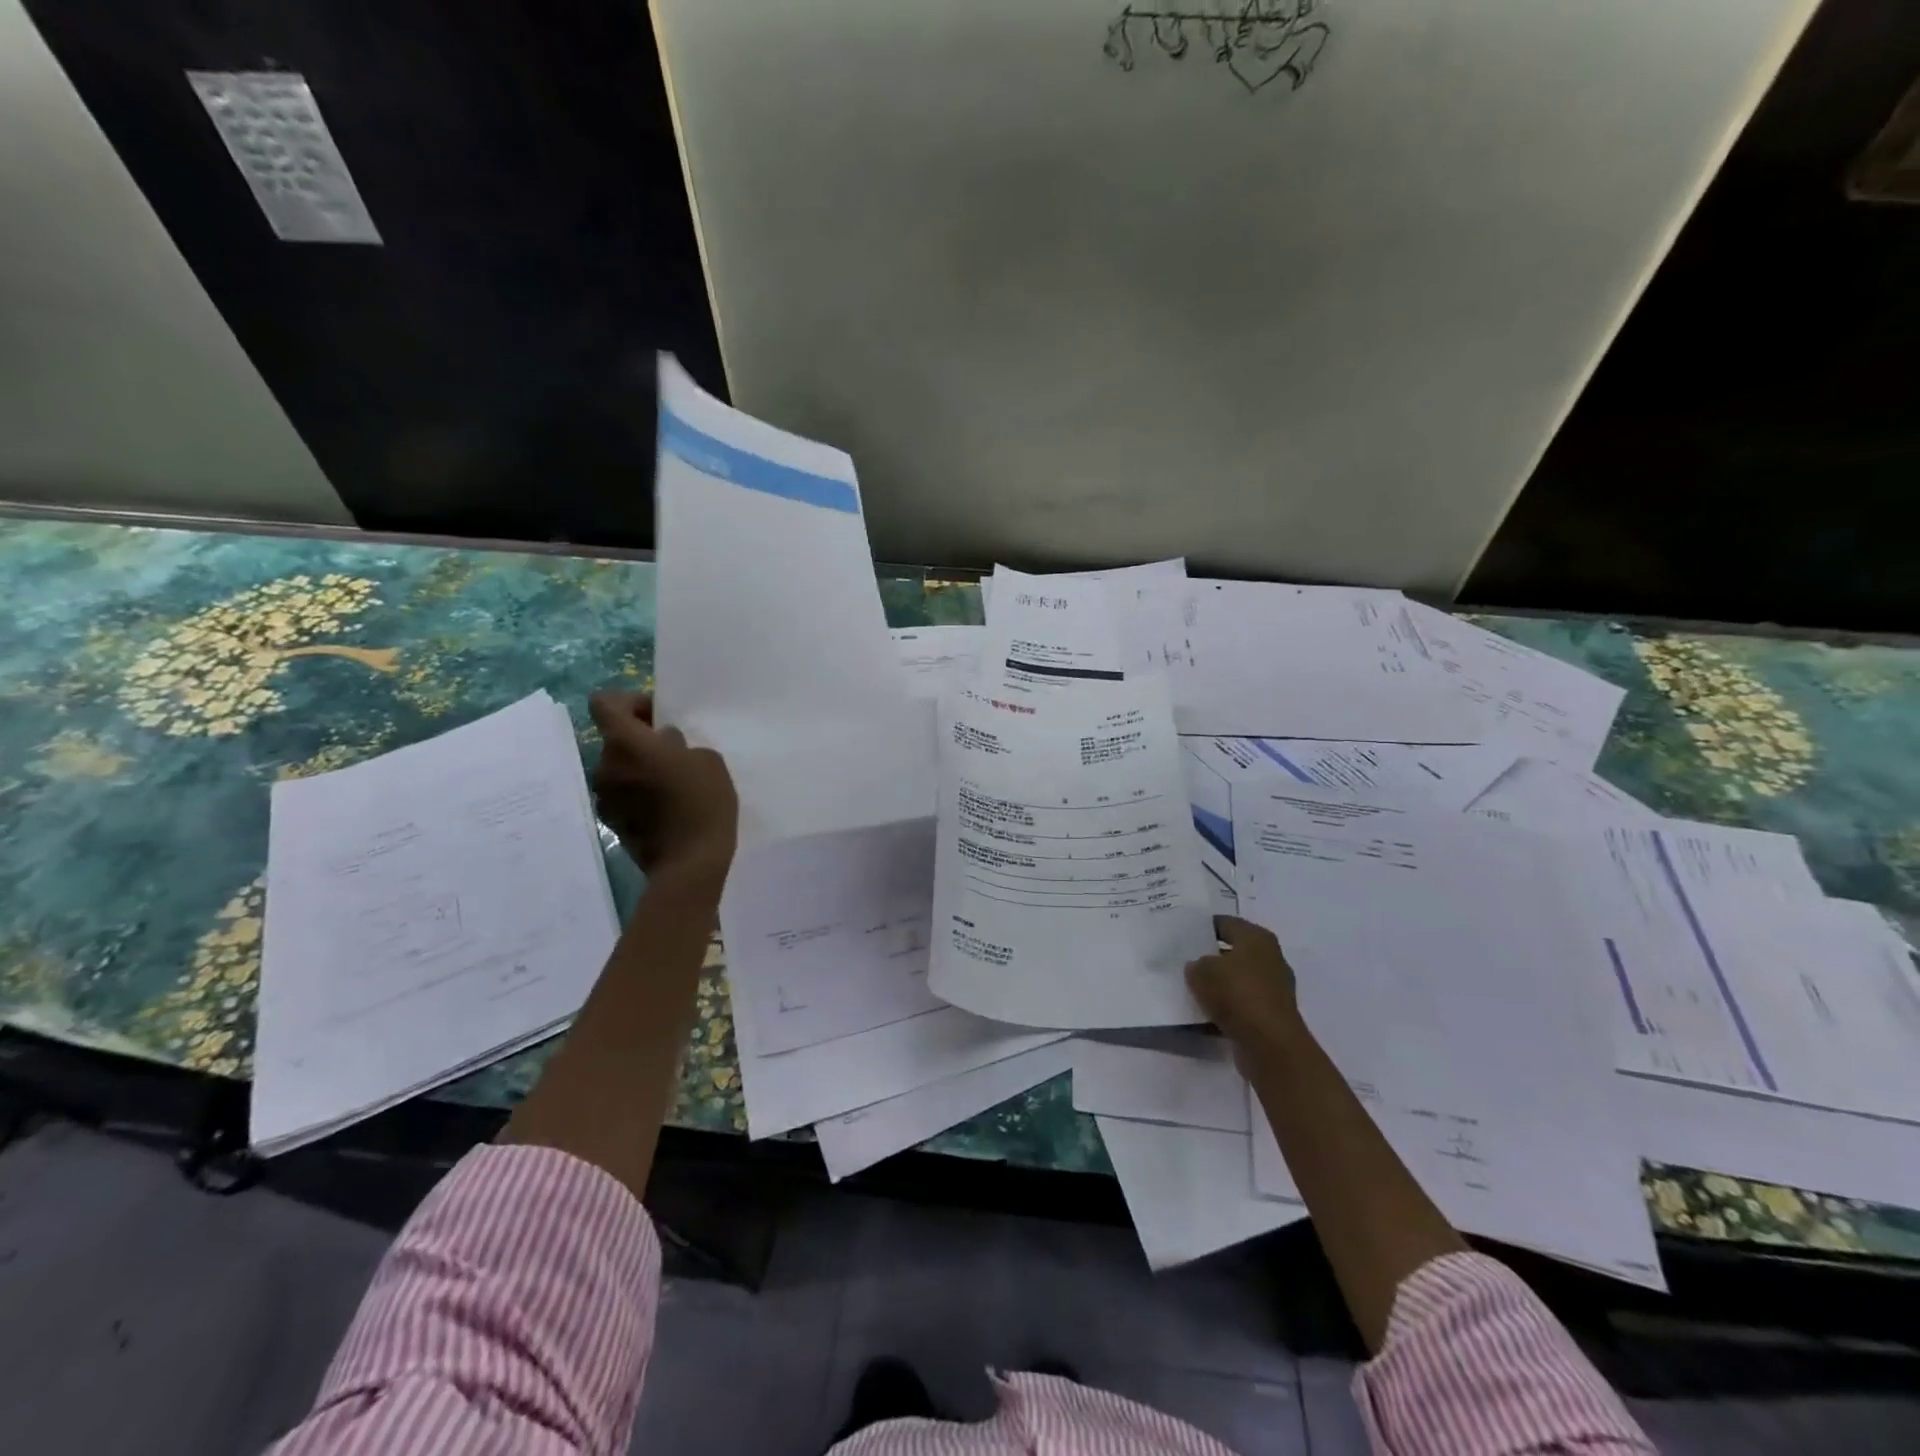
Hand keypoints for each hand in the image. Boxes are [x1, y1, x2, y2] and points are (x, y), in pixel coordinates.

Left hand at [588, 691, 736, 880]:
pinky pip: (622, 794)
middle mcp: (606, 766)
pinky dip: (638, 793)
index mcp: (626, 744)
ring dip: (639, 768)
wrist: (689, 862)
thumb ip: (680, 745)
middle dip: (641, 740)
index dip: (629, 702)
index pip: (604, 704)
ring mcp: (605, 797)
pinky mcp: (611, 821)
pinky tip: (665, 807)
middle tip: (674, 753)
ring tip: (671, 783)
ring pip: (619, 768)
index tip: (657, 716)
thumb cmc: (702, 802)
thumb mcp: (708, 760)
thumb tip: (664, 746)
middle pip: (615, 739)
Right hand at [1186, 916, 1303, 1066]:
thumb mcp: (1202, 971)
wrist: (1270, 1045)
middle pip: (1232, 952)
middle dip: (1209, 957)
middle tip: (1182, 961)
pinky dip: (1224, 1008)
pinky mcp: (1270, 1015)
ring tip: (1189, 988)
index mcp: (1257, 938)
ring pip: (1236, 980)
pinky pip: (1240, 1005)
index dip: (1202, 927)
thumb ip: (1196, 964)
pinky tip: (1202, 1013)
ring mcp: (1272, 989)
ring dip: (1217, 985)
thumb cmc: (1237, 994)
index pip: (1225, 923)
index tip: (1181, 934)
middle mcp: (1269, 958)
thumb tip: (1198, 967)